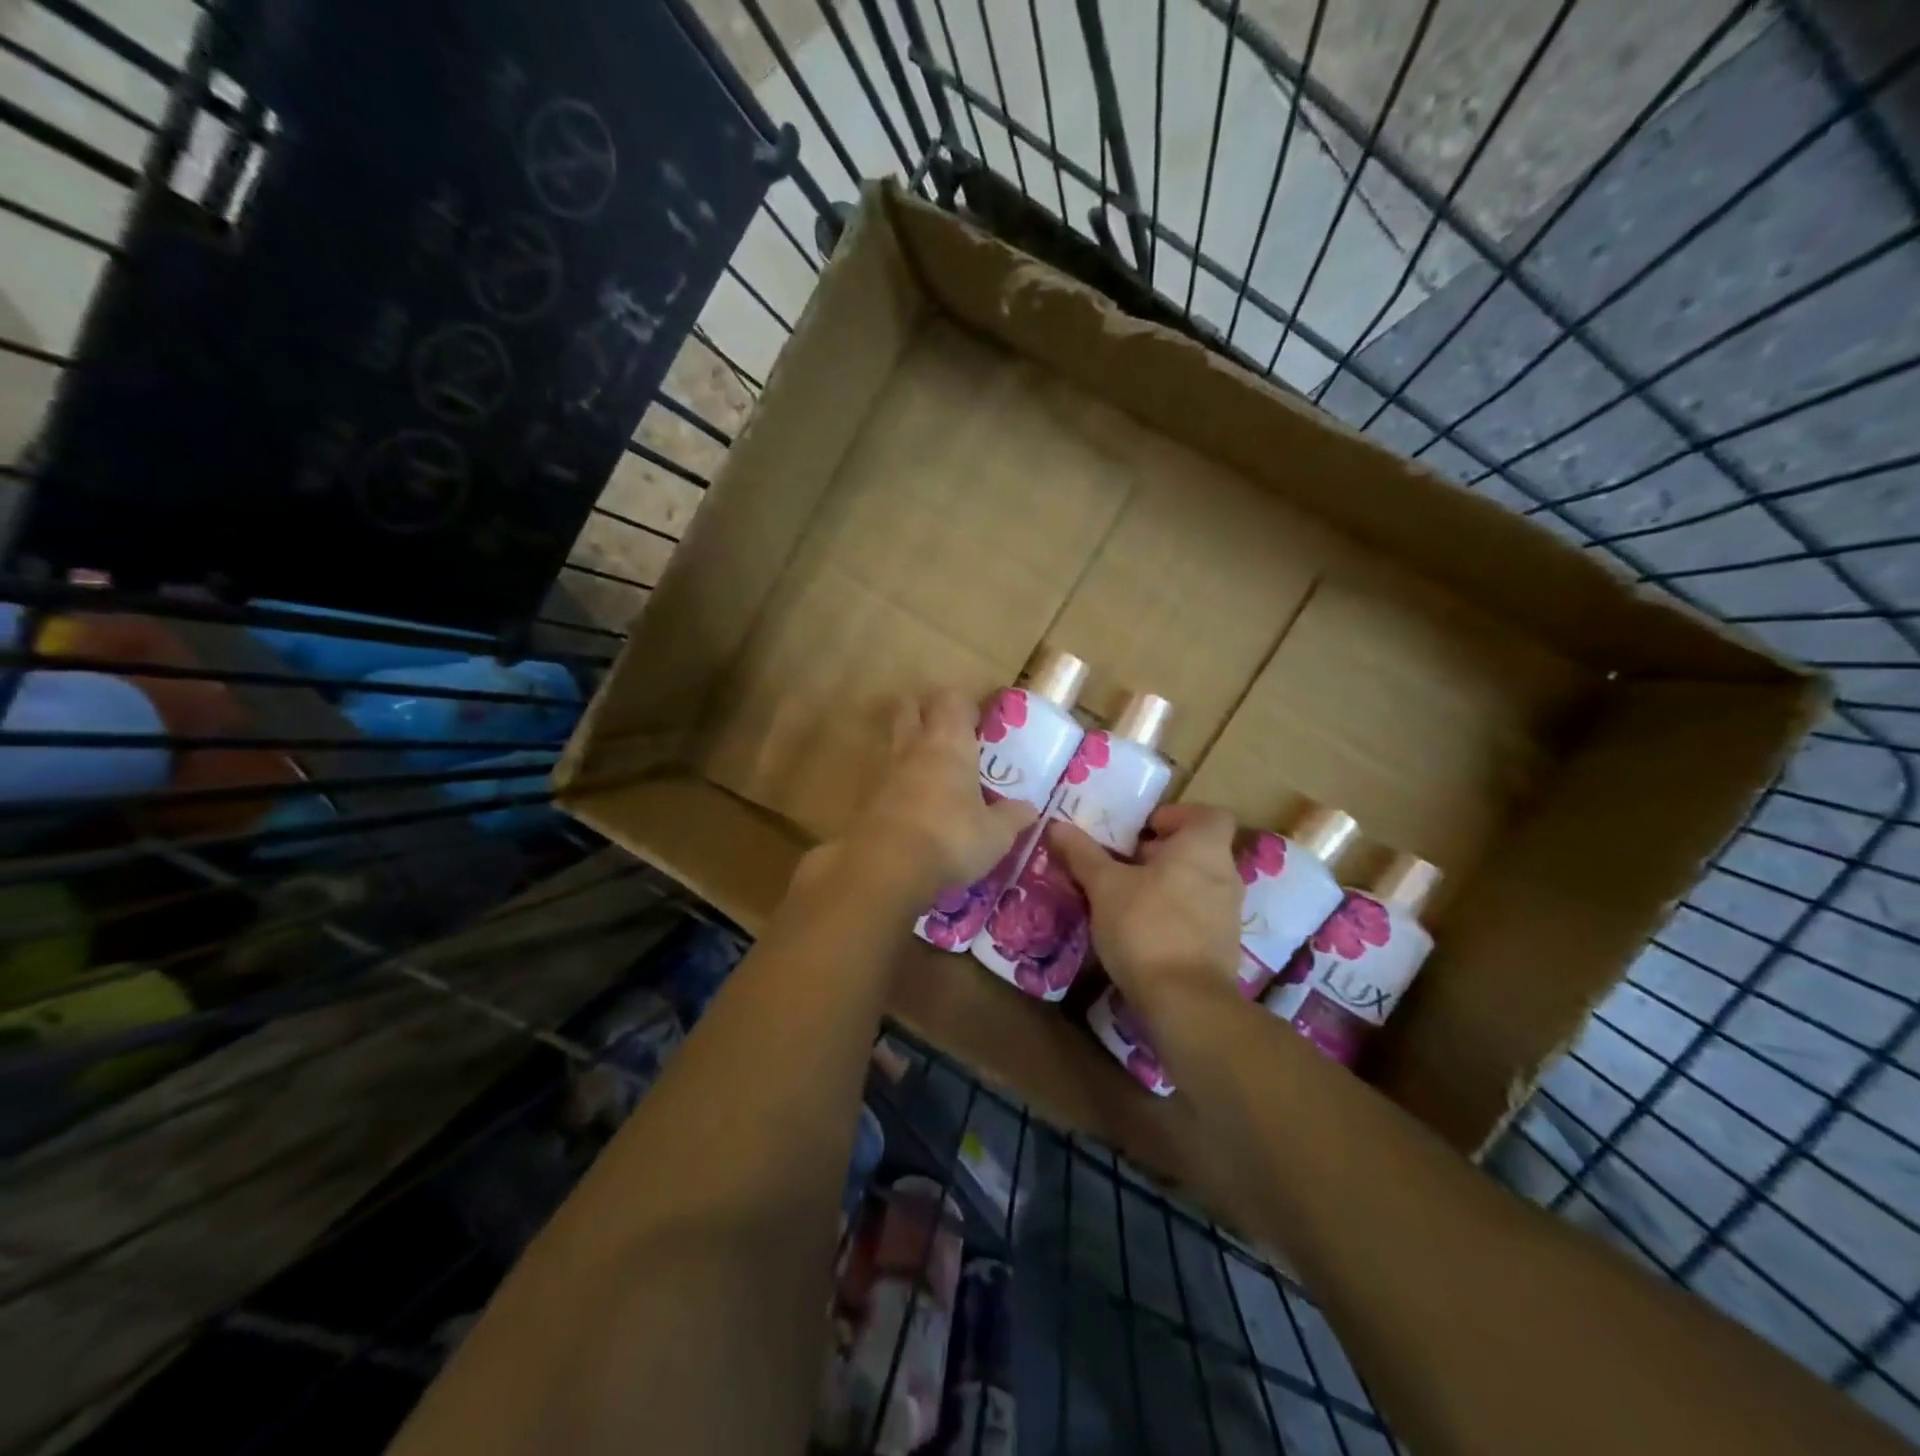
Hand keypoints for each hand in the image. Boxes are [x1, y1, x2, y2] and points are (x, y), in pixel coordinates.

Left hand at [813, 689, 1038, 899]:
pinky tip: (908, 799)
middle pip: (911, 706)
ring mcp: (883, 768)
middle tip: (947, 734)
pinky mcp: (864, 795)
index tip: (978, 722)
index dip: (965, 705)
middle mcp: (913, 745)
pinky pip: (879, 772)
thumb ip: (1012, 817)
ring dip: (906, 742)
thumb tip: (1029, 808)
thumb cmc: (951, 838)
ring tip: (927, 765)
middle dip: (926, 711)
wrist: (886, 867)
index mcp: (949, 742)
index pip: (953, 699)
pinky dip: (892, 777)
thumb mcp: (995, 834)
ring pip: (891, 736)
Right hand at [1047, 803, 1243, 1010]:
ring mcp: (1228, 914)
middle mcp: (1225, 875)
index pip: (1208, 815)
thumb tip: (1057, 825)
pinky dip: (1173, 914)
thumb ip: (1082, 854)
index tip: (1143, 829)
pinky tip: (1140, 930)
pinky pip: (1198, 916)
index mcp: (1203, 848)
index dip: (1177, 815)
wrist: (1185, 1001)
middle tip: (1122, 863)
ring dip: (1165, 885)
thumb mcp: (1104, 886)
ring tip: (1125, 898)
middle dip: (1161, 853)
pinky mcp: (1223, 947)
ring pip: (1197, 884)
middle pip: (1198, 850)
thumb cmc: (1146, 926)